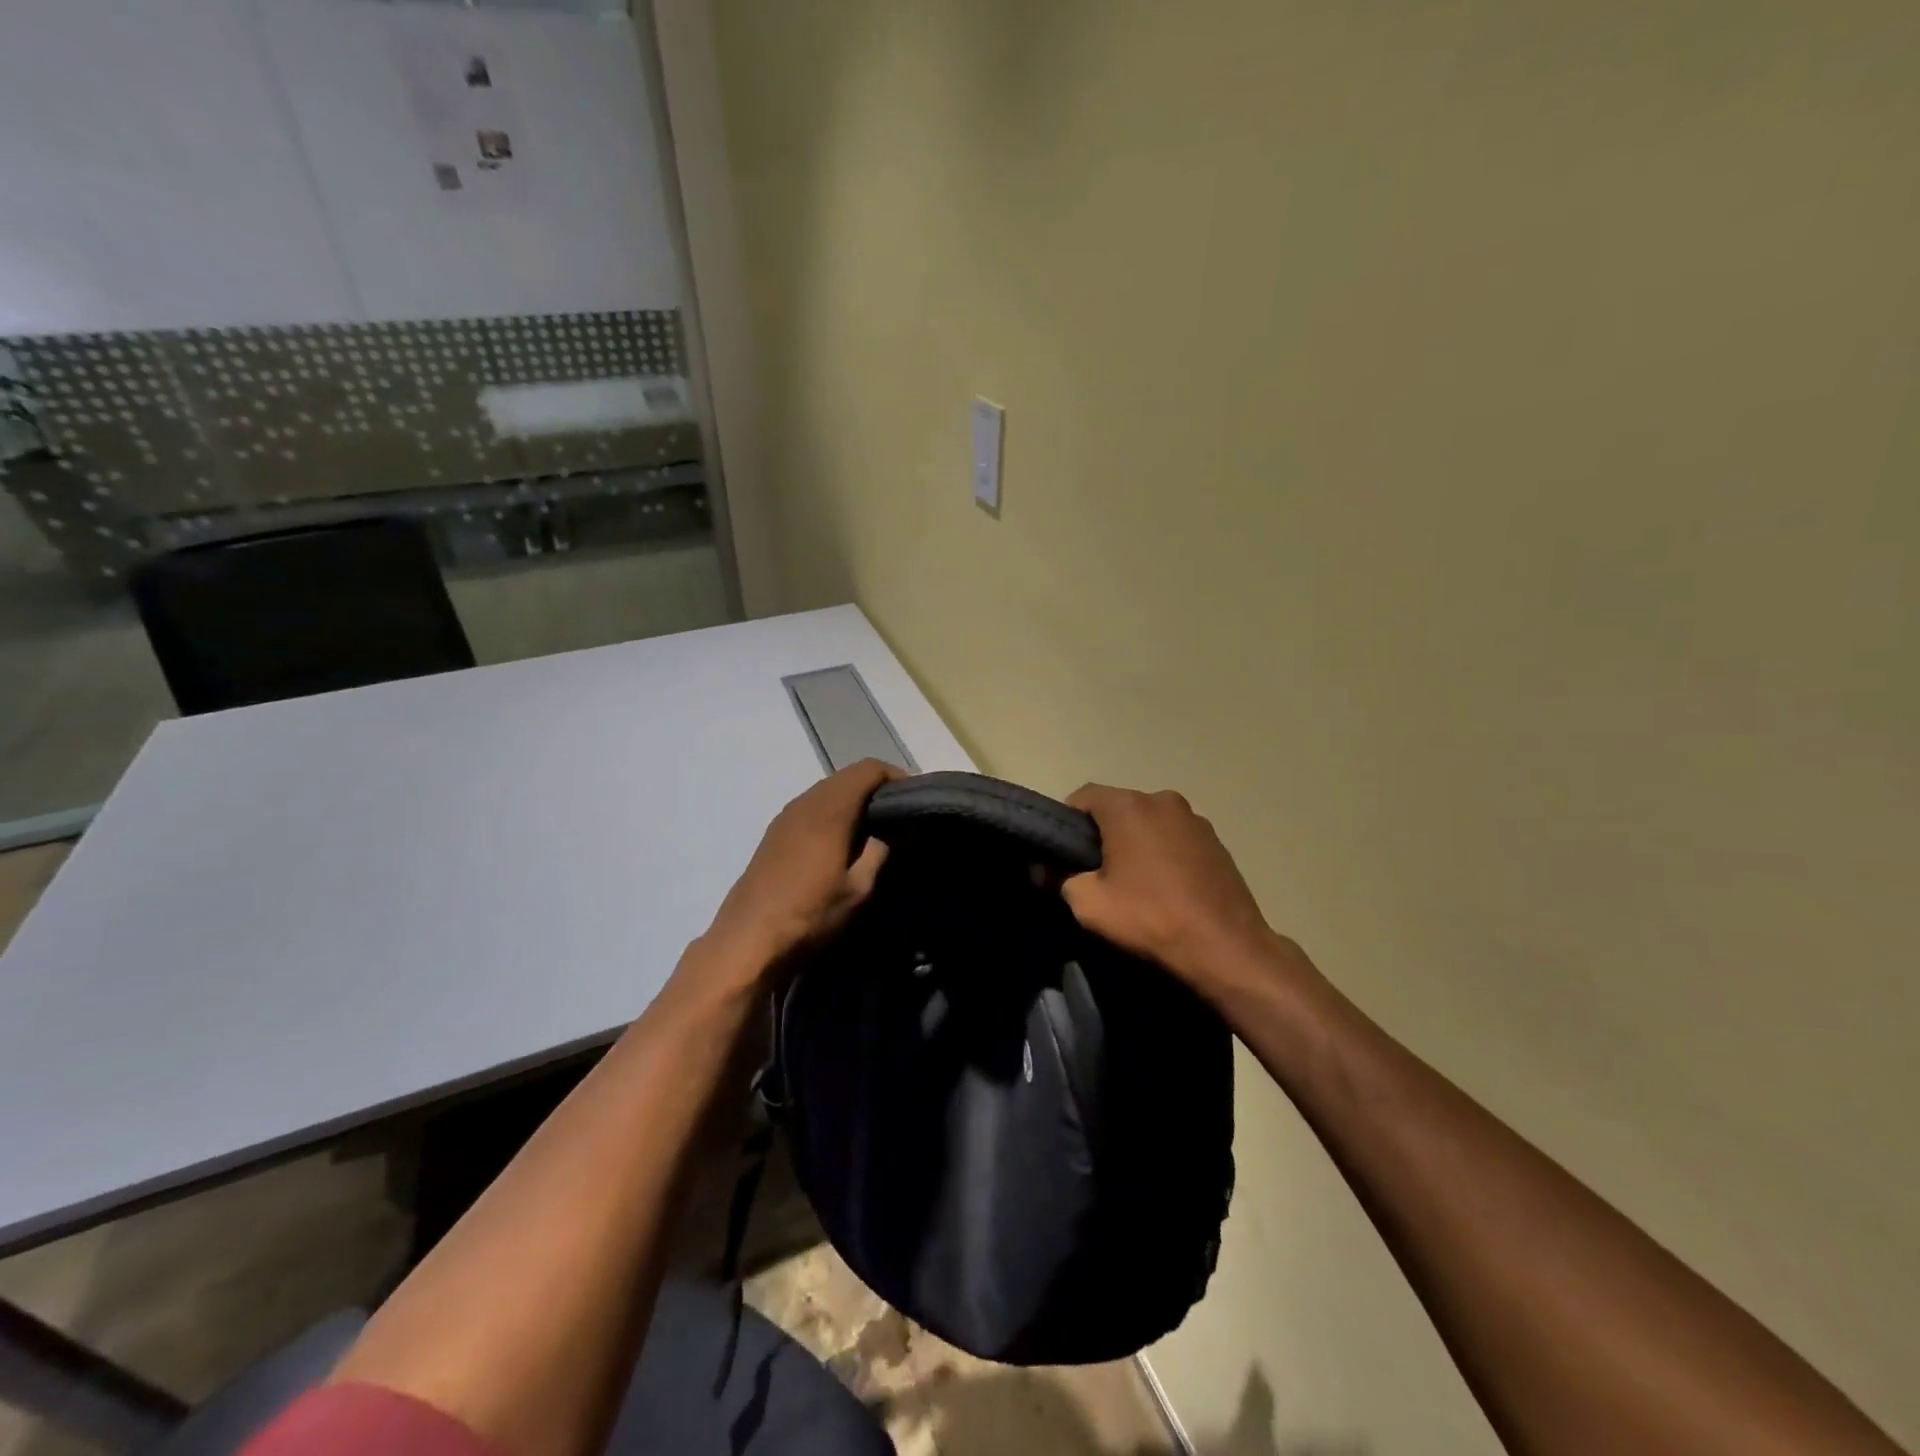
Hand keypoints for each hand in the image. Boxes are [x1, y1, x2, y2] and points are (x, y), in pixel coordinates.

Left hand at [692, 759, 903, 991]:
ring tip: (876, 828)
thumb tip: (903, 827)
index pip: (868, 769)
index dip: (896, 776)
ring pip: (827, 791)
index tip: (916, 798)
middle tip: (901, 814)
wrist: (746, 942)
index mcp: (829, 810)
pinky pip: (811, 807)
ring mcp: (785, 817)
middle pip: (847, 776)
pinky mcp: (774, 834)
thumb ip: (882, 850)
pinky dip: (834, 812)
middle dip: (877, 788)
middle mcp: (805, 803)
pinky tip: (843, 841)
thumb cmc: (810, 915)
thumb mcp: (859, 889)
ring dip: (854, 800)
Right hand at [1062, 784, 1286, 997]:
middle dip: (1103, 832)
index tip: (1063, 852)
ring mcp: (1195, 819)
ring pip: (1149, 822)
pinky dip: (1163, 852)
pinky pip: (1175, 837)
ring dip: (1136, 841)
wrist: (1226, 947)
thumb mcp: (1090, 904)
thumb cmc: (1150, 917)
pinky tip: (1164, 886)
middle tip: (1094, 870)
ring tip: (1133, 880)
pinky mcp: (1217, 841)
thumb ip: (1059, 880)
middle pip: (1119, 807)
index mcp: (1129, 806)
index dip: (1067, 821)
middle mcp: (1162, 800)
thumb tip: (1043, 870)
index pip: (1084, 795)